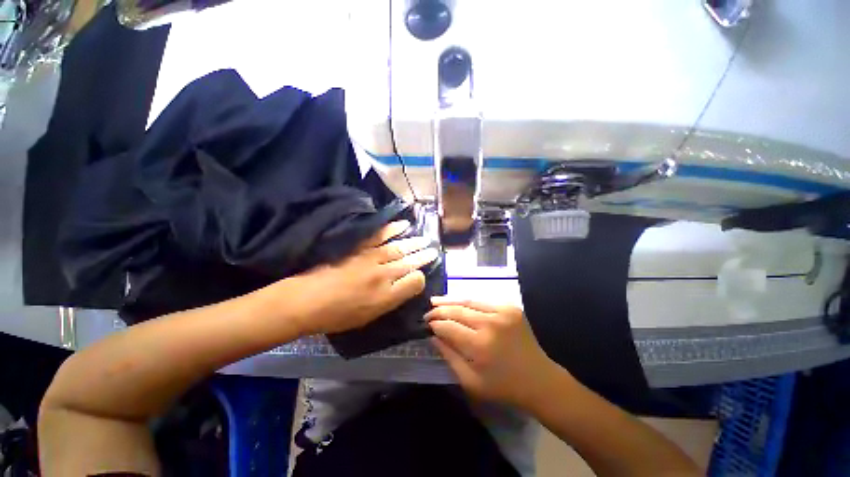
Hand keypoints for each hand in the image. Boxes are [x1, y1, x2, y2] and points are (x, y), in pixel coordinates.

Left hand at [291, 221, 438, 335]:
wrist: (307, 300)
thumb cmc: (338, 314)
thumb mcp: (369, 316)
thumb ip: (393, 300)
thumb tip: (409, 284)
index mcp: (387, 294)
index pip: (414, 281)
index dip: (421, 277)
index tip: (423, 274)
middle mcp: (384, 273)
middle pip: (409, 262)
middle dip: (423, 256)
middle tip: (434, 250)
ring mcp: (372, 257)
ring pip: (400, 248)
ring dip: (414, 242)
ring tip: (425, 239)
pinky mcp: (360, 246)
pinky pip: (381, 234)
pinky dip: (393, 228)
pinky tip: (403, 224)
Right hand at [426, 299, 556, 407]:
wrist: (539, 379)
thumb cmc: (503, 386)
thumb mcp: (471, 381)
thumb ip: (449, 356)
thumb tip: (433, 336)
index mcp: (480, 345)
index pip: (449, 327)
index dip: (435, 324)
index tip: (425, 323)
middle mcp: (491, 323)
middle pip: (457, 311)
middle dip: (440, 310)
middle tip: (428, 311)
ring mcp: (503, 312)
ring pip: (469, 301)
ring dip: (451, 300)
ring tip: (436, 300)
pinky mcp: (511, 307)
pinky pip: (483, 301)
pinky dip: (468, 302)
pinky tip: (458, 302)